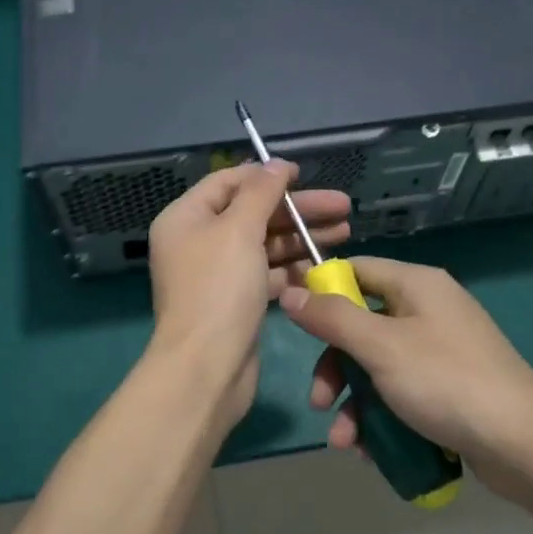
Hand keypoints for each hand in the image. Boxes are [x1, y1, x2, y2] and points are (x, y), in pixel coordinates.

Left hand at [144, 162, 351, 435]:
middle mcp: (198, 242)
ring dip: (302, 237)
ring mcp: (217, 274)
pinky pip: (267, 274)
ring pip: (264, 244)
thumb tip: (275, 164)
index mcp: (186, 218)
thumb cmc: (219, 290)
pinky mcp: (236, 302)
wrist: (206, 369)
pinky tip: (325, 265)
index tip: (304, 174)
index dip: (266, 175)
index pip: (229, 182)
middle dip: (297, 209)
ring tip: (346, 232)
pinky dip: (293, 268)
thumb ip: (260, 193)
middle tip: (343, 207)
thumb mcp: (239, 230)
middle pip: (253, 213)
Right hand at [279, 257, 532, 502]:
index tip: (295, 324)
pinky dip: (382, 416)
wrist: (527, 447)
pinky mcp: (450, 387)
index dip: (322, 293)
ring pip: (379, 365)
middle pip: (362, 324)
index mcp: (417, 285)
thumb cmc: (447, 383)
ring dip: (355, 402)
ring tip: (346, 443)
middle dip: (337, 367)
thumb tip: (290, 291)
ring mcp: (442, 350)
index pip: (355, 270)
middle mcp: (429, 309)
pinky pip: (402, 391)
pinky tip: (372, 451)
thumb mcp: (381, 348)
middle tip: (320, 402)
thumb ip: (332, 318)